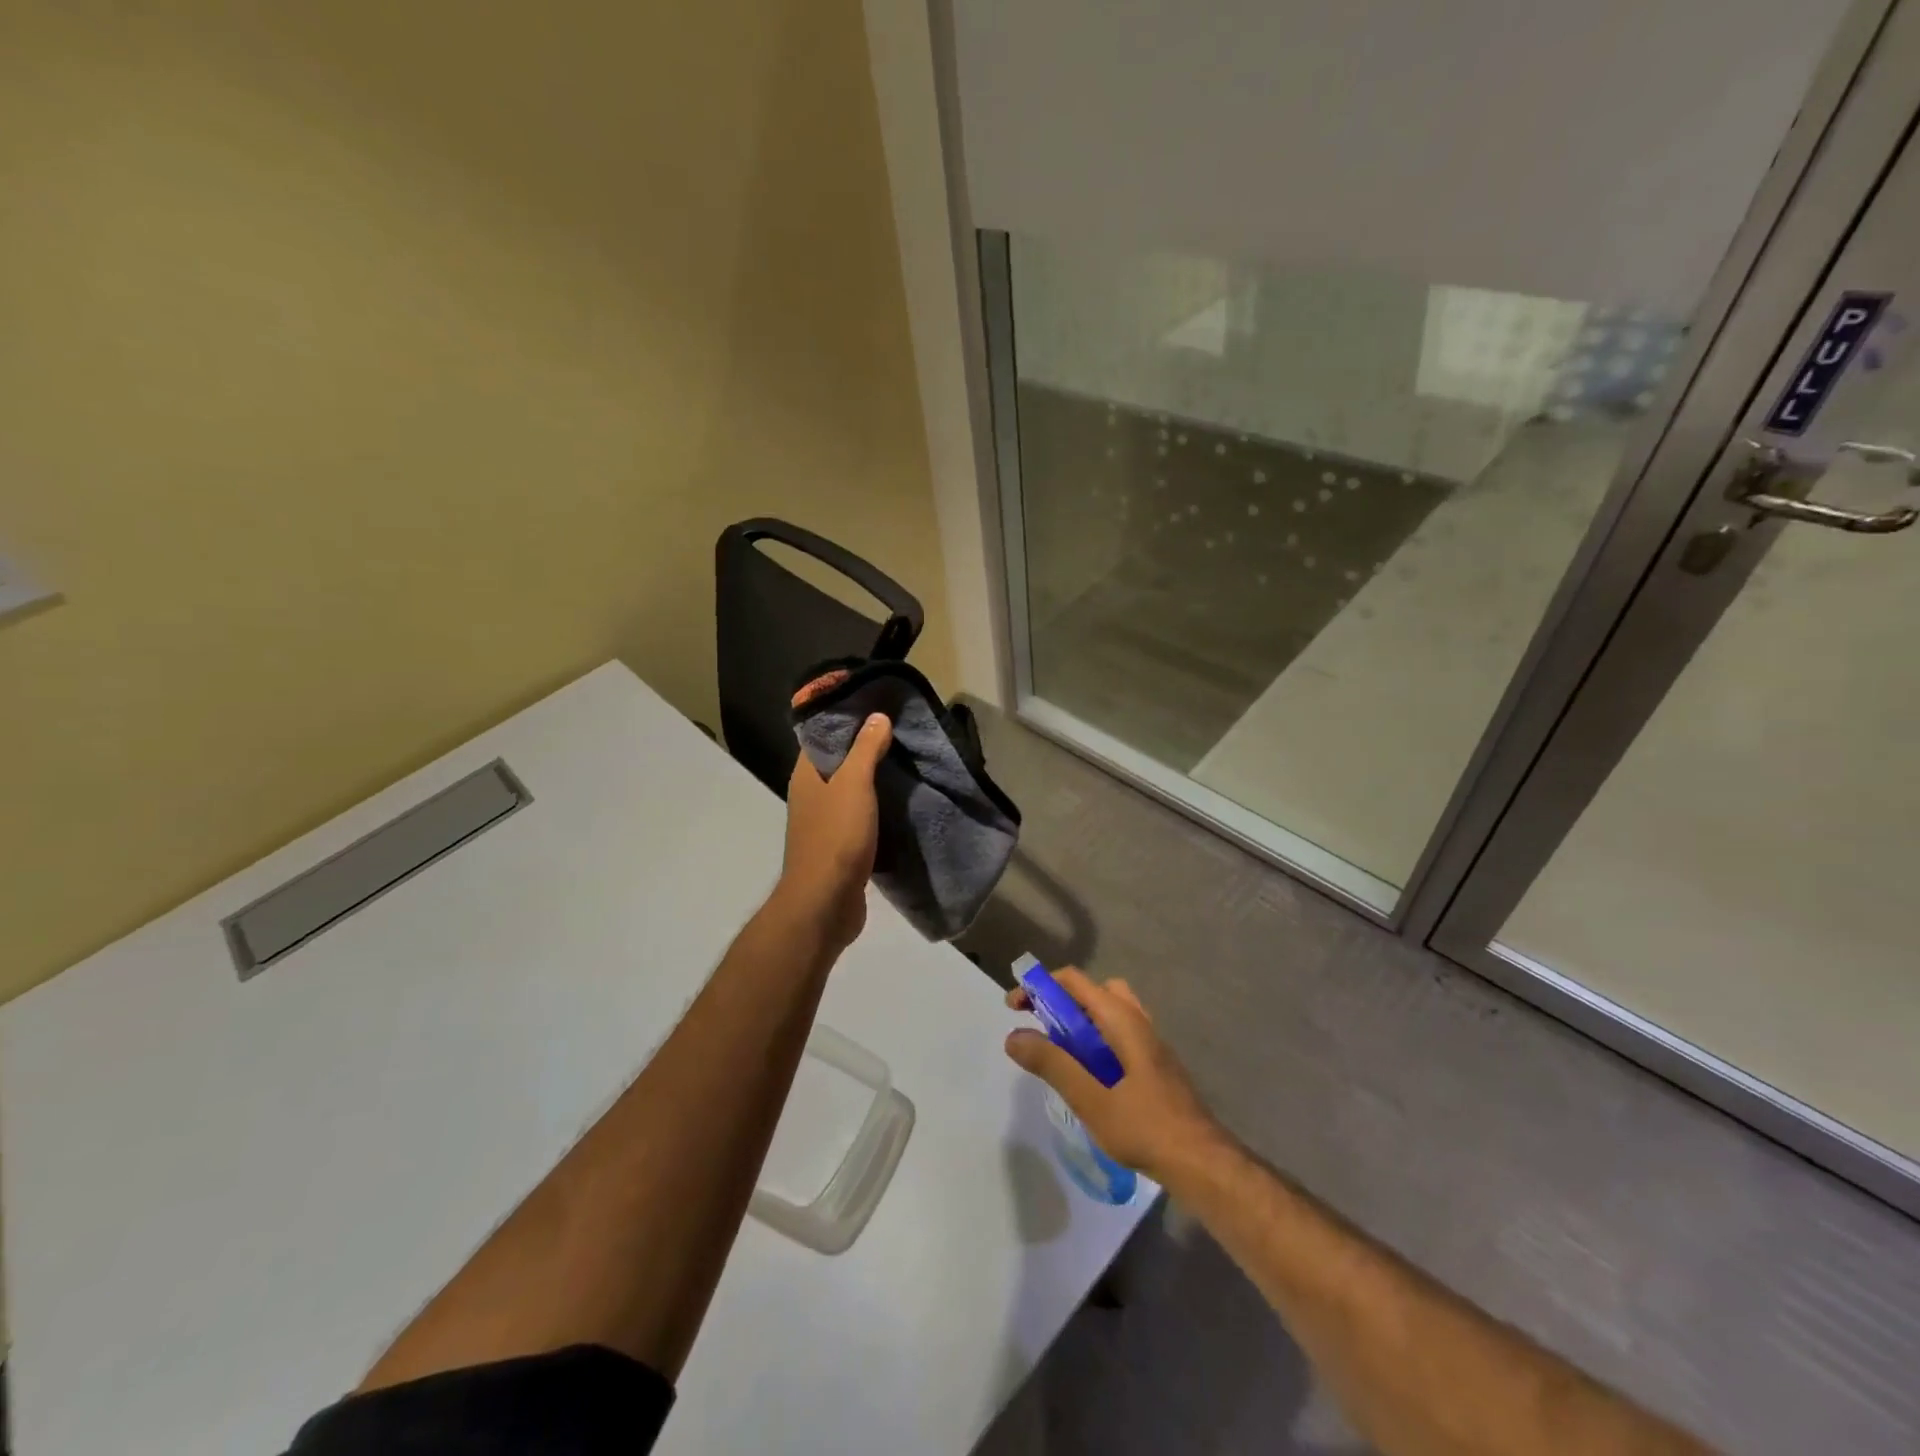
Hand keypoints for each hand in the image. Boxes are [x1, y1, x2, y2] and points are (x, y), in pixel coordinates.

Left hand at [775, 713, 892, 952]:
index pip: (821, 735)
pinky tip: (901, 801)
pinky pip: (859, 816)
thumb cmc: (836, 837)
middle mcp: (810, 795)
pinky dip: (877, 807)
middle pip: (837, 762)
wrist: (825, 903)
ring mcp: (824, 822)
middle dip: (865, 747)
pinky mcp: (840, 846)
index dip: (846, 718)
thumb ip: (866, 749)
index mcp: (806, 775)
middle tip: (900, 732)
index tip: (876, 706)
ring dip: (874, 779)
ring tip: (907, 761)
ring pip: (850, 790)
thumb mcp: (854, 784)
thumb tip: (877, 716)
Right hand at [1005, 969, 1225, 1182]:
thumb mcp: (1091, 1099)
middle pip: (1092, 991)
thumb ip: (1053, 1064)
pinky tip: (1088, 1075)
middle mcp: (1137, 1020)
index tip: (1015, 1008)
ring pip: (1108, 1013)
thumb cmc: (1145, 1127)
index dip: (1039, 986)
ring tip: (1060, 1052)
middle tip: (1039, 1028)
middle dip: (1060, 1001)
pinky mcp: (1154, 1064)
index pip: (1073, 981)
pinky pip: (1118, 1034)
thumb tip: (1013, 1035)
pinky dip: (1095, 1040)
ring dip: (1079, 1022)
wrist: (1202, 1162)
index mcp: (1121, 1019)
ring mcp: (1149, 1042)